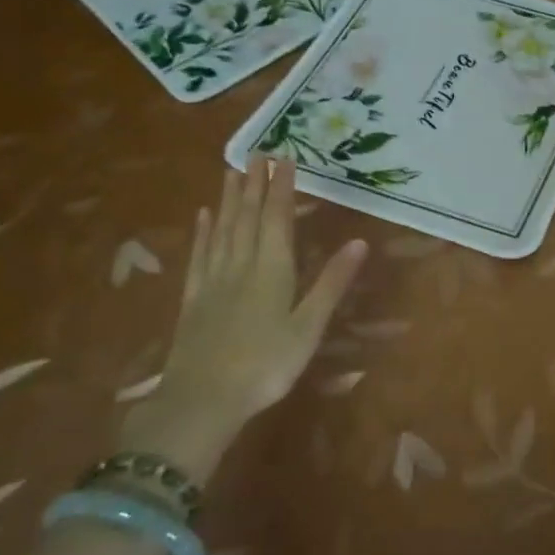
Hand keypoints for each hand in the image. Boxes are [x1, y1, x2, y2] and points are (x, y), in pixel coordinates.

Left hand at [121, 161, 366, 482]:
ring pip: (222, 230)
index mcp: (272, 270)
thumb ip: (332, 283)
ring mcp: (213, 281)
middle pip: (247, 217)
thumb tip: (360, 241)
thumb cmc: (266, 365)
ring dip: (228, 199)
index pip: (277, 218)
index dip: (281, 187)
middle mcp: (241, 265)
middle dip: (254, 183)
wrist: (201, 402)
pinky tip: (203, 216)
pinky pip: (199, 256)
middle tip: (257, 152)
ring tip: (231, 171)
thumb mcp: (309, 327)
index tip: (285, 159)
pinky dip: (203, 232)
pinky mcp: (193, 299)